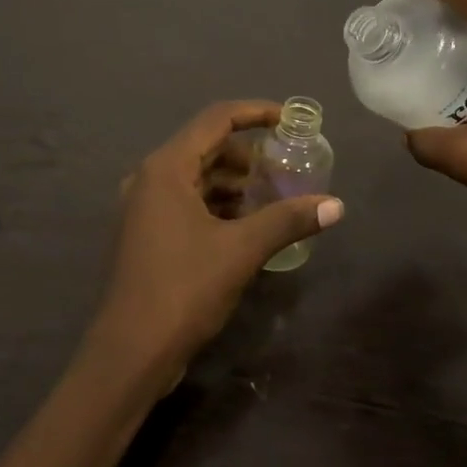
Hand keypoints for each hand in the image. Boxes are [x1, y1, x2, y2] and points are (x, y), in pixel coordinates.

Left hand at [86, 100, 343, 382]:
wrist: (130, 353)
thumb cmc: (183, 289)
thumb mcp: (242, 250)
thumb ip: (288, 220)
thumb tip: (336, 205)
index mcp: (166, 168)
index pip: (216, 119)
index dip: (256, 113)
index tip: (290, 121)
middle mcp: (150, 178)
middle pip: (206, 147)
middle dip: (249, 154)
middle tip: (287, 166)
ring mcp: (144, 208)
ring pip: (197, 177)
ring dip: (235, 182)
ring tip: (273, 196)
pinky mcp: (146, 234)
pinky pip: (187, 202)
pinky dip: (218, 204)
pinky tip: (247, 224)